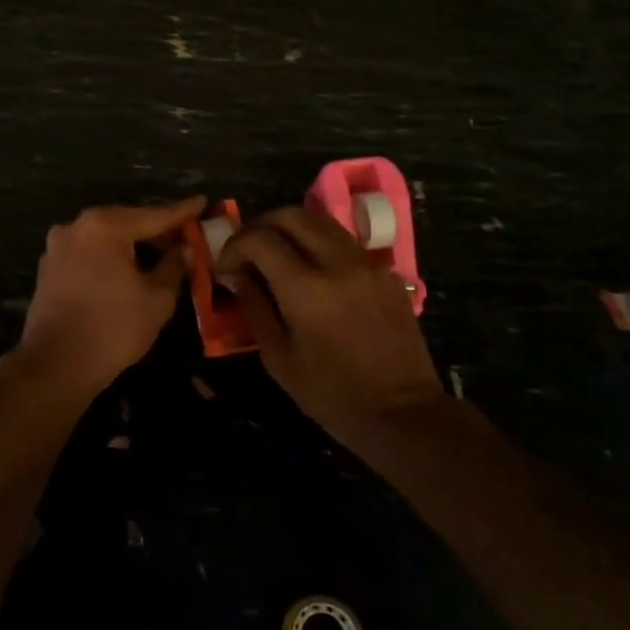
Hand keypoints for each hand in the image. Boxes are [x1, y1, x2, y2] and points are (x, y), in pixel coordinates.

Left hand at [19, 198, 204, 394]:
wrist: (56, 364)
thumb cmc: (114, 329)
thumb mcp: (157, 298)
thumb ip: (174, 266)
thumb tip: (183, 248)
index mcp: (104, 226)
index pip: (153, 215)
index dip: (182, 212)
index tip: (202, 202)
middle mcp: (76, 226)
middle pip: (126, 222)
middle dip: (155, 230)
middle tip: (184, 236)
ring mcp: (57, 246)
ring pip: (104, 237)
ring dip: (131, 244)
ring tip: (159, 255)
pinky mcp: (48, 267)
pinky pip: (87, 252)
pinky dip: (109, 256)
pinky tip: (126, 270)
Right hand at [218, 206, 443, 439]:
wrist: (402, 413)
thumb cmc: (331, 394)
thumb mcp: (278, 357)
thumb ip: (254, 307)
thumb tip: (237, 275)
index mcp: (305, 289)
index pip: (259, 239)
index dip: (234, 247)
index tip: (226, 268)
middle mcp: (337, 264)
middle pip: (291, 215)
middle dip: (261, 226)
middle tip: (247, 249)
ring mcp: (366, 263)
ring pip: (321, 221)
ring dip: (291, 228)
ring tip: (277, 253)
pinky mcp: (386, 272)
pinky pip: (344, 242)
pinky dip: (319, 244)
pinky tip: (313, 272)